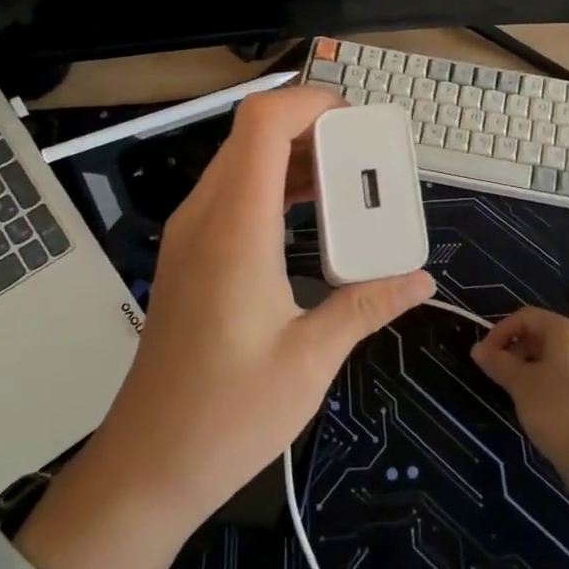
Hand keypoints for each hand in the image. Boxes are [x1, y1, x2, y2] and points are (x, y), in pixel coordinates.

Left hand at [18, 87, 432, 568]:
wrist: (146, 466)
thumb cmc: (227, 415)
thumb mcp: (310, 360)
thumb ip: (367, 306)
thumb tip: (421, 280)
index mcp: (235, 229)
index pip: (263, 124)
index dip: (310, 103)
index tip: (359, 124)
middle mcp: (205, 217)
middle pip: (253, 133)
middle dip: (313, 127)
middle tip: (367, 155)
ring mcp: (191, 234)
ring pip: (242, 160)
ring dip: (295, 156)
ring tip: (349, 181)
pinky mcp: (190, 254)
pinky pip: (234, 192)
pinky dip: (275, 184)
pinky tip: (313, 216)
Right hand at [471, 307, 568, 476]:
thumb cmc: (556, 409)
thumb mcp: (520, 383)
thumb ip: (498, 362)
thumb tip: (477, 349)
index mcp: (567, 330)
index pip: (526, 316)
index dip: (500, 331)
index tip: (484, 355)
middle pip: (543, 332)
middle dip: (515, 348)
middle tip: (497, 372)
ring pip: (556, 353)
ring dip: (530, 364)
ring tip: (515, 388)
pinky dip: (549, 377)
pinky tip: (538, 400)